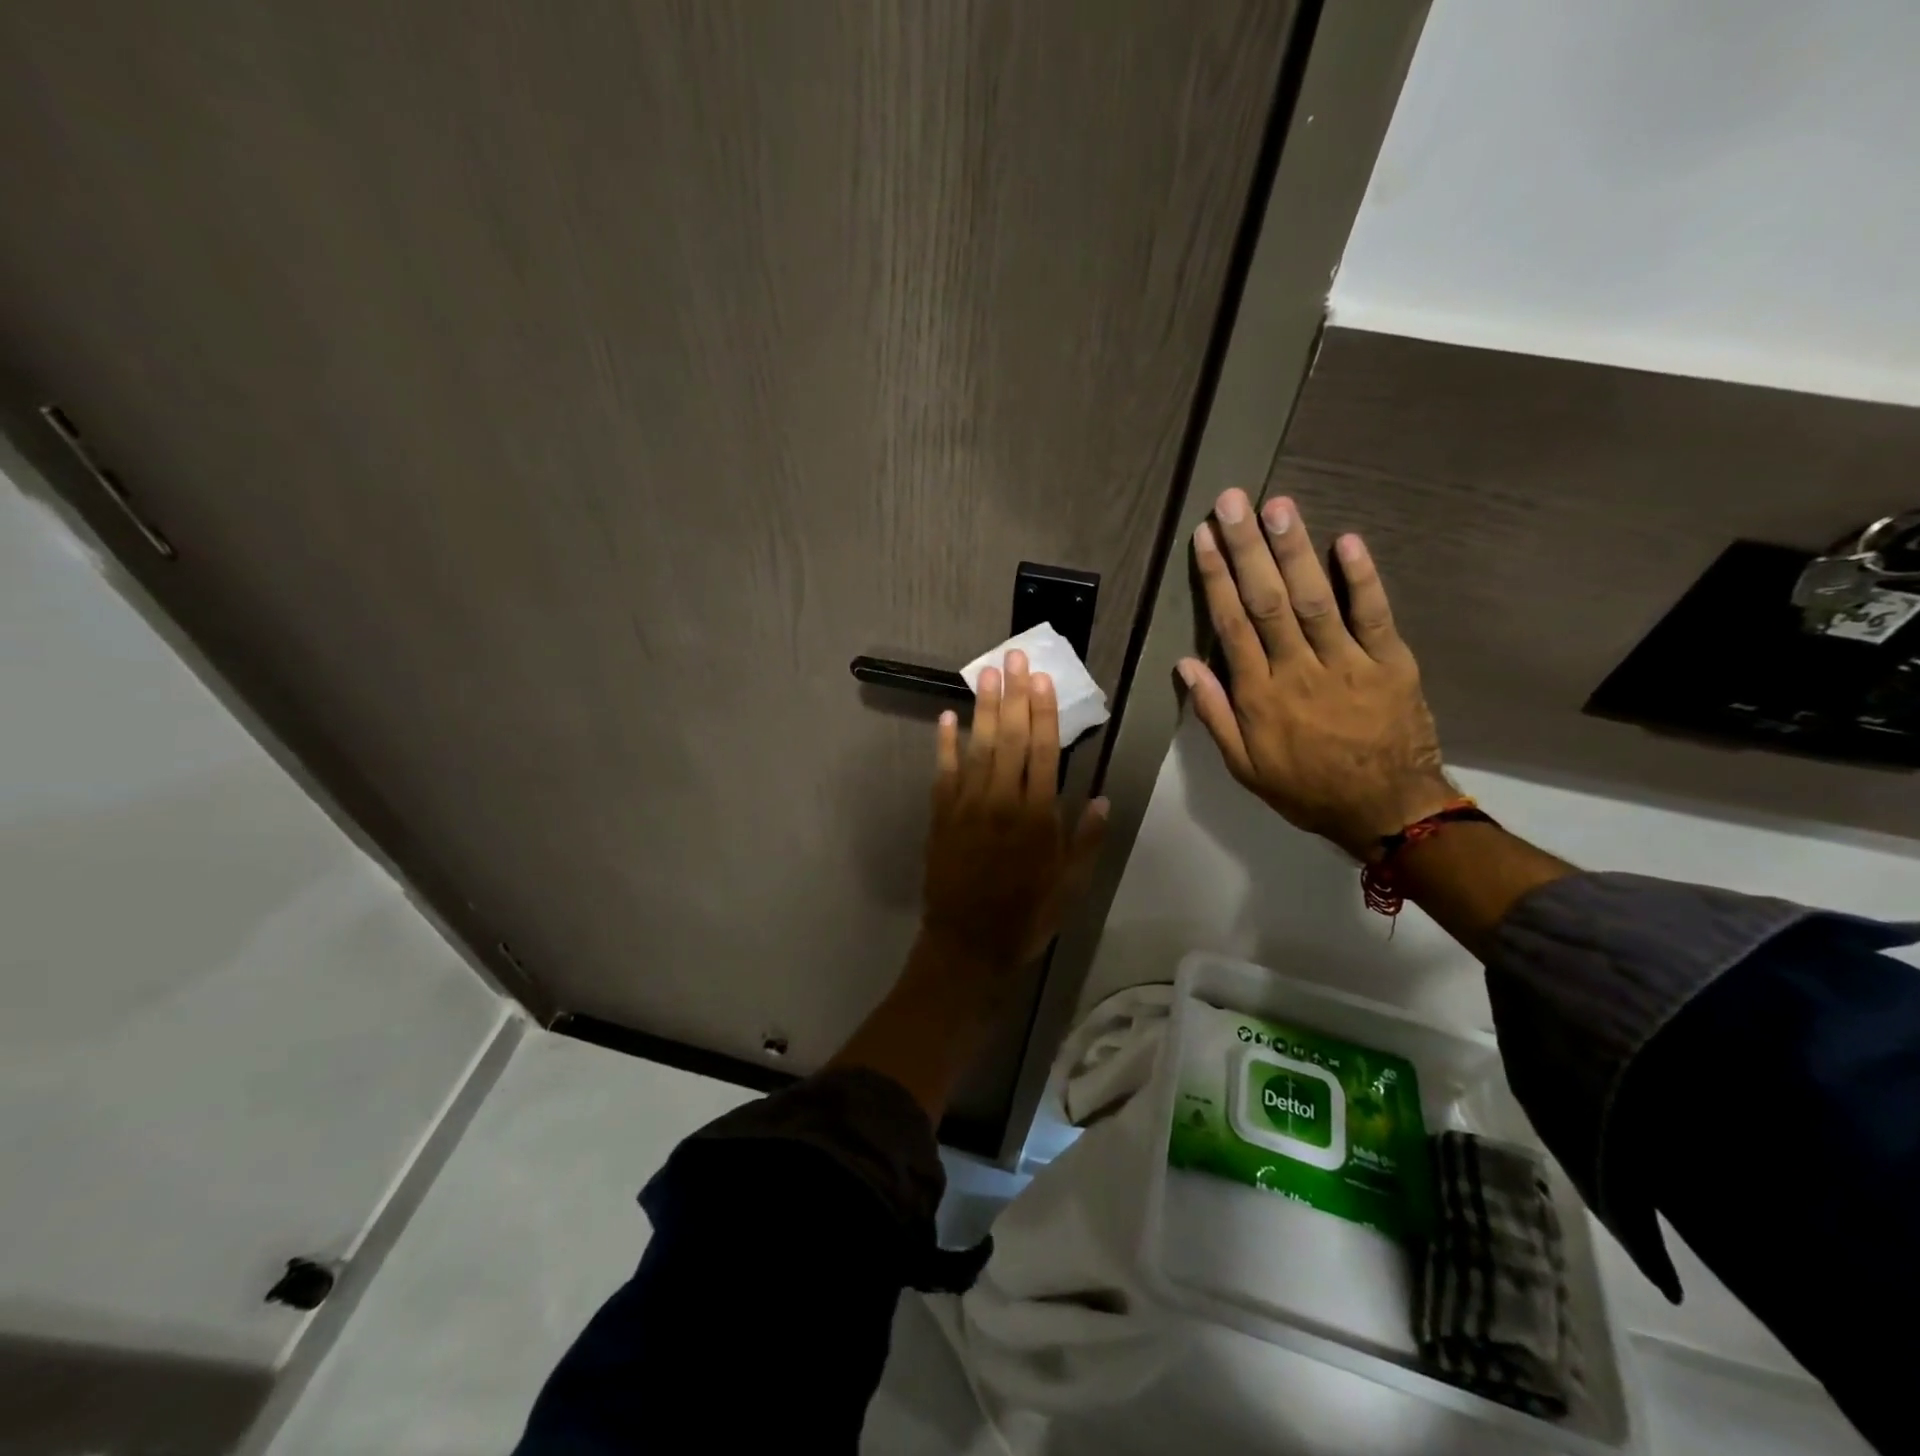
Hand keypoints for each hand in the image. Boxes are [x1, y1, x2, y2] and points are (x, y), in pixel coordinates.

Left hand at [922, 649, 1108, 970]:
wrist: (967, 945)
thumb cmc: (1026, 917)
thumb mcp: (1069, 887)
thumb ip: (1084, 841)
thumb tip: (1101, 799)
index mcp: (1037, 817)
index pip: (1043, 752)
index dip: (1043, 712)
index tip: (1043, 678)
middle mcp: (1001, 802)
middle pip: (1009, 738)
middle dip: (1013, 694)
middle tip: (1014, 656)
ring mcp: (966, 806)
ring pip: (977, 747)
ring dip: (983, 707)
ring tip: (987, 671)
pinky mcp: (940, 816)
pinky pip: (943, 772)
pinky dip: (945, 743)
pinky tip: (947, 716)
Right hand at [1177, 489, 1453, 860]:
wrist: (1388, 810)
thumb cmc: (1306, 789)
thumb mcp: (1245, 766)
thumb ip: (1215, 714)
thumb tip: (1187, 664)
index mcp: (1260, 696)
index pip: (1231, 625)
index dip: (1216, 578)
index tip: (1203, 538)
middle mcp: (1298, 671)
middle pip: (1267, 601)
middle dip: (1248, 548)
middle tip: (1234, 501)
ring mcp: (1347, 663)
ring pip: (1314, 599)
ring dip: (1294, 550)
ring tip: (1278, 506)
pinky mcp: (1391, 662)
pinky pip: (1374, 615)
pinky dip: (1361, 577)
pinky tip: (1346, 540)